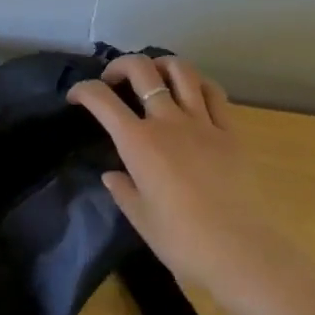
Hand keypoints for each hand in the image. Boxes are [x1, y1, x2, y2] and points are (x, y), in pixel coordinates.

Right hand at [67, 55, 281, 292]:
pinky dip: (198, 84)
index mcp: (138, 142)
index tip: (75, 96)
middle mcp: (168, 121)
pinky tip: (192, 92)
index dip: (83, 90)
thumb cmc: (181, 240)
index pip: (102, 100)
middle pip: (141, 70)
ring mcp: (202, 122)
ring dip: (161, 64)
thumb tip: (113, 175)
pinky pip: (214, 93)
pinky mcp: (230, 131)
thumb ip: (122, 190)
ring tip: (154, 75)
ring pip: (181, 71)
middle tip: (113, 79)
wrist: (238, 250)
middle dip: (120, 65)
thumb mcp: (140, 218)